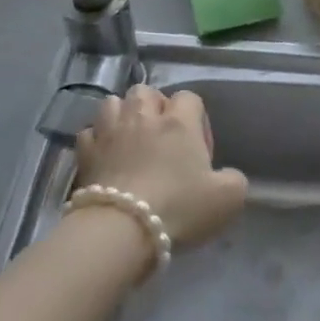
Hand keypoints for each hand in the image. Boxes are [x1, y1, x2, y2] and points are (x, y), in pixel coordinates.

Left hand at [75, 85, 246, 249]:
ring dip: (122, 115)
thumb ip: (234, 180)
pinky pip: (89, 132)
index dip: (196, 117)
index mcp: (180, 122)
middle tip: (162, 135)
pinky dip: (97, 139)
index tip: (198, 148)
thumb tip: (226, 176)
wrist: (122, 229)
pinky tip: (105, 155)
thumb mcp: (228, 198)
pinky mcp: (85, 152)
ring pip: (113, 102)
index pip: (189, 97)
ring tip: (130, 138)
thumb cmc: (179, 208)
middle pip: (146, 91)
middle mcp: (143, 117)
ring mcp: (110, 131)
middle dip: (154, 106)